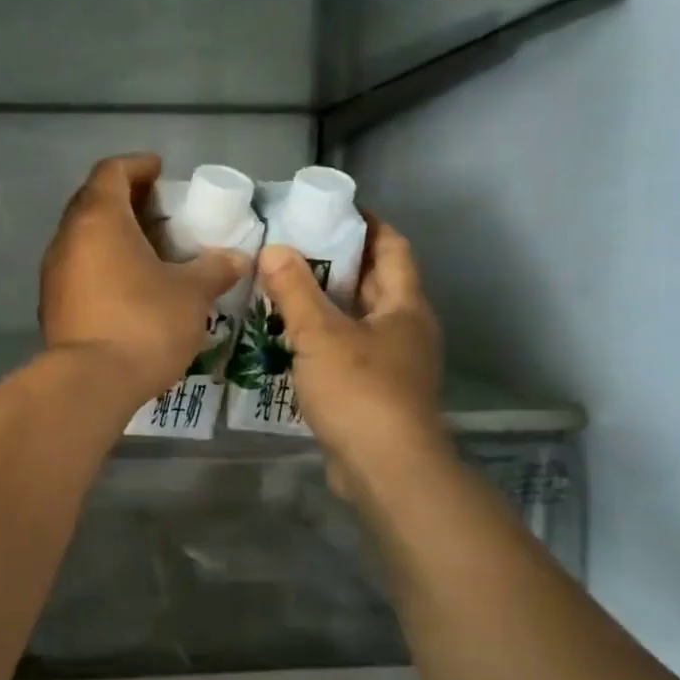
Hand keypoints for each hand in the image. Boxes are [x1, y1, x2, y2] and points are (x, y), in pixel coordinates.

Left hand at [40, 154, 246, 404]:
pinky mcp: (52, 306)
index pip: (112, 171)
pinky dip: (103, 267)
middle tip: (161, 213)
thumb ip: (214, 269)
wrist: (89, 383)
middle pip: (94, 202)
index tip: (161, 171)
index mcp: (99, 219)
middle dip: (128, 201)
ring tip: (151, 252)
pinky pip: (79, 271)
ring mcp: (54, 274)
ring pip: (85, 239)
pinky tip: (130, 289)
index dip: (138, 165)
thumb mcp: (191, 293)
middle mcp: (68, 238)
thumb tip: (236, 258)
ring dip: (115, 238)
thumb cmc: (143, 323)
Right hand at [255, 218, 448, 498]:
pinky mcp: (378, 394)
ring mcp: (395, 364)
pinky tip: (290, 341)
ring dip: (327, 303)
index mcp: (404, 306)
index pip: (392, 247)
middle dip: (339, 262)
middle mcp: (406, 329)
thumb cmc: (360, 391)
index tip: (331, 209)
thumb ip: (295, 290)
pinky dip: (324, 339)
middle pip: (375, 282)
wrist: (387, 470)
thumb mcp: (319, 334)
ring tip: (283, 290)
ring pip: (359, 320)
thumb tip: (274, 249)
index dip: (366, 224)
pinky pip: (349, 351)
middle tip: (293, 248)